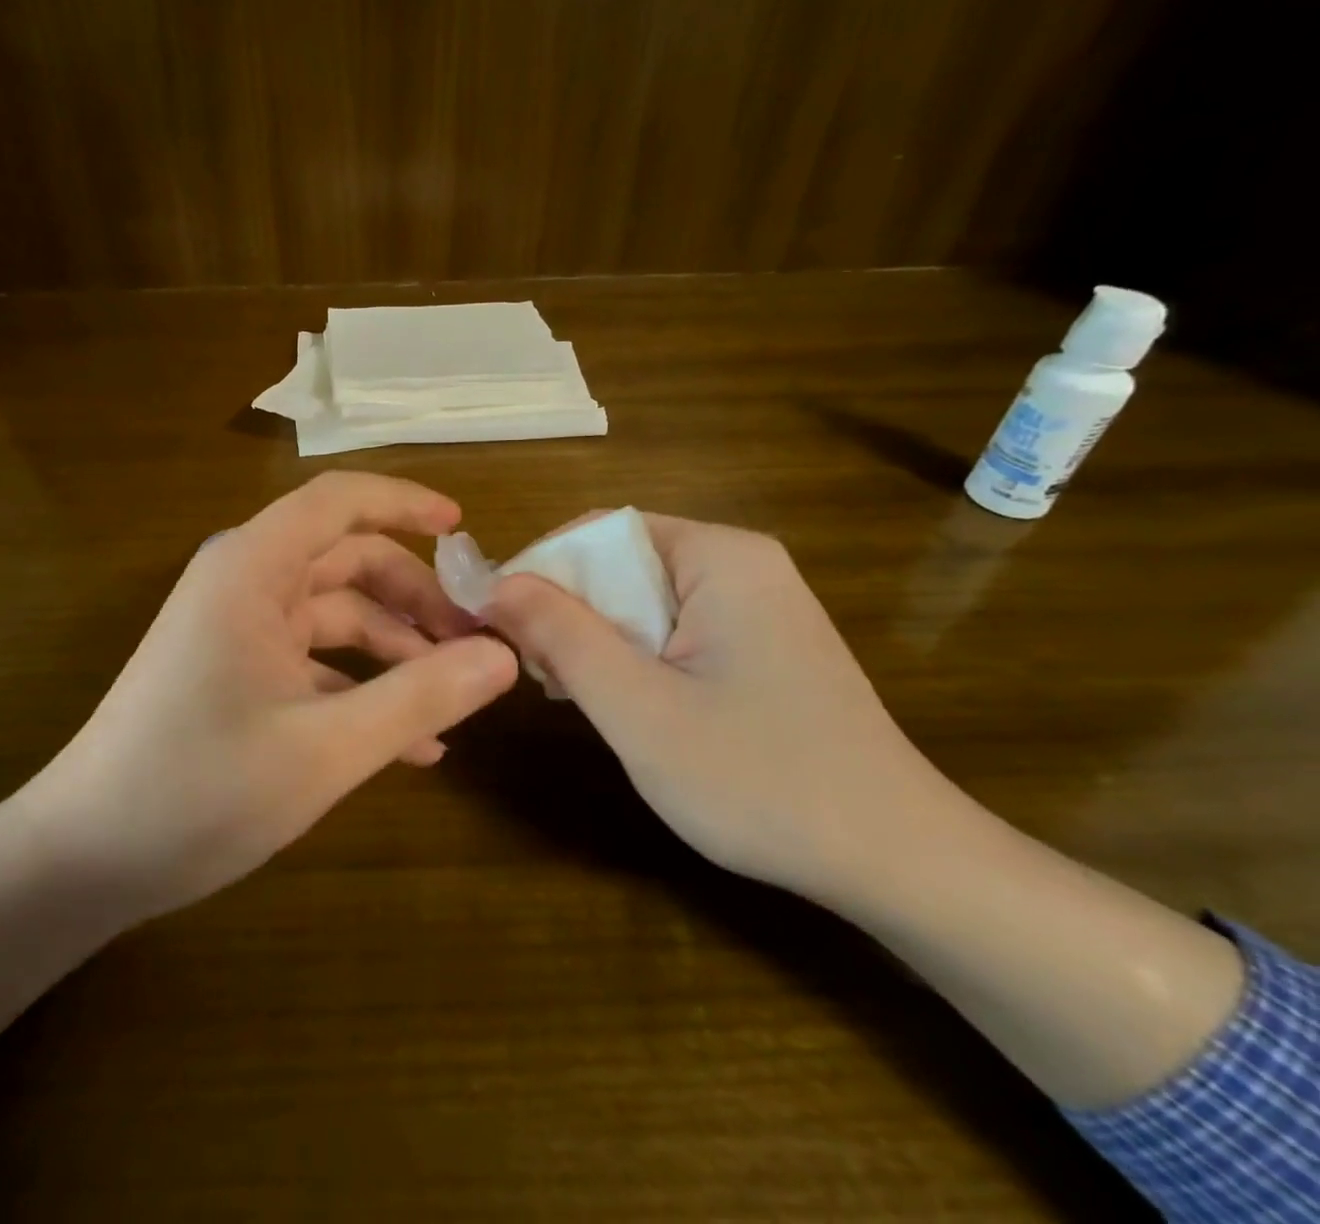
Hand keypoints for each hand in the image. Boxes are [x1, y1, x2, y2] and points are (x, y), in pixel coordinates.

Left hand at [19, 471, 518, 924]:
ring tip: (455, 697)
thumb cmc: (198, 791)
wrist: (83, 861)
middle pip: (347, 560)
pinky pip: (314, 660)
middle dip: (415, 596)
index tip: (464, 531)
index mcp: (252, 569)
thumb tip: (502, 657)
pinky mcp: (236, 673)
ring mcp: (237, 629)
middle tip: (477, 641)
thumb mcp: (325, 749)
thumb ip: (419, 697)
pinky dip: (362, 686)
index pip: (338, 500)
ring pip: (336, 614)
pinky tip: (412, 743)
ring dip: (396, 648)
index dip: (405, 503)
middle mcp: (244, 584)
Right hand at [483, 513, 949, 905]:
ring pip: (639, 597)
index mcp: (718, 555)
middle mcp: (739, 562)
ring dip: (596, 638)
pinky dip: (633, 655)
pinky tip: (626, 703)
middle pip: (617, 561)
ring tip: (576, 695)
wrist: (898, 863)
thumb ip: (560, 635)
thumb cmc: (760, 780)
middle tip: (540, 676)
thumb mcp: (638, 708)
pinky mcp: (759, 641)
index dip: (538, 572)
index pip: (596, 531)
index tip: (498, 627)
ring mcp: (755, 602)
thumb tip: (495, 583)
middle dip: (568, 611)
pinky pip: (671, 626)